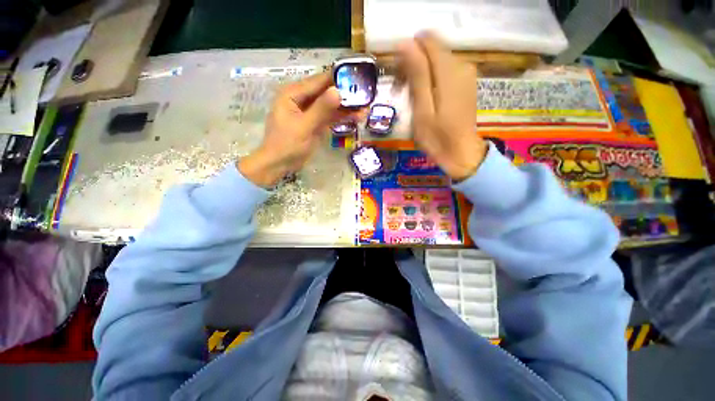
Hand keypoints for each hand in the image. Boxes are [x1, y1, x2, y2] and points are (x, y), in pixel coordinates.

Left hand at [238, 72, 363, 186]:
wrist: (279, 164)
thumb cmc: (287, 145)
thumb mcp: (304, 126)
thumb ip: (321, 109)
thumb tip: (338, 91)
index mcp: (293, 94)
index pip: (318, 81)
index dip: (337, 78)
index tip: (357, 76)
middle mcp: (301, 99)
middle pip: (326, 92)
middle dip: (345, 94)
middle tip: (366, 94)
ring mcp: (309, 112)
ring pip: (330, 106)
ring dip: (346, 107)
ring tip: (365, 108)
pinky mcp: (315, 123)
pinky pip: (330, 117)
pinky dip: (341, 117)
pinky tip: (356, 117)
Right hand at [397, 32, 487, 180]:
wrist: (461, 153)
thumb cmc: (437, 137)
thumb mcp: (422, 109)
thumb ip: (417, 74)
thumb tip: (405, 43)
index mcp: (449, 71)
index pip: (426, 41)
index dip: (408, 53)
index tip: (398, 76)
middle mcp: (461, 65)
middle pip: (431, 50)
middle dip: (413, 66)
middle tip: (401, 92)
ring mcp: (466, 74)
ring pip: (436, 60)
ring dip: (420, 74)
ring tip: (411, 100)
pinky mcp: (466, 83)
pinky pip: (444, 71)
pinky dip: (431, 80)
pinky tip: (425, 99)